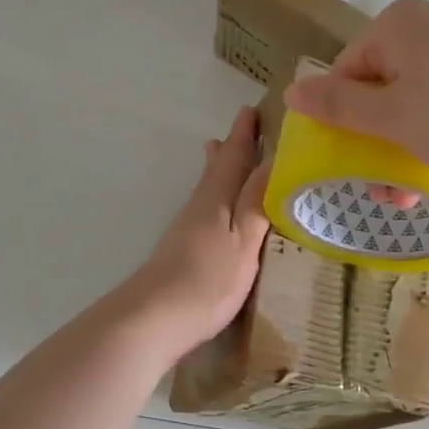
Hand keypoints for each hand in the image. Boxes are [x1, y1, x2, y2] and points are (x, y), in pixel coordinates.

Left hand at [118, 106, 270, 359]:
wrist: (153, 319)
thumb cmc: (207, 280)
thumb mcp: (244, 241)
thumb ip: (258, 202)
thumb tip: (274, 159)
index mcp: (218, 199)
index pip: (234, 157)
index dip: (244, 134)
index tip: (252, 109)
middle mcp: (200, 206)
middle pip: (217, 169)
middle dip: (231, 147)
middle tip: (241, 126)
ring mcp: (188, 229)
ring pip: (208, 187)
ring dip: (219, 168)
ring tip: (218, 151)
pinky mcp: (183, 250)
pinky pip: (205, 207)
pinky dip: (214, 195)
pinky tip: (215, 207)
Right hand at [282, 0, 428, 189]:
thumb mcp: (390, 118)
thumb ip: (338, 104)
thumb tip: (291, 90)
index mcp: (401, 23)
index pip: (348, 68)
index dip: (343, 116)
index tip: (352, 159)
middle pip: (384, 84)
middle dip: (377, 138)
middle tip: (384, 186)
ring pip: (418, 97)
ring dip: (406, 144)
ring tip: (413, 190)